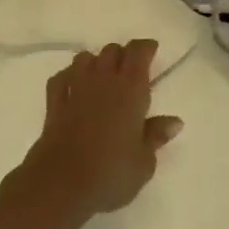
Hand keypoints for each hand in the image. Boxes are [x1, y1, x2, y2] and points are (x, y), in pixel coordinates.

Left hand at [16, 41, 183, 219]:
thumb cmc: (111, 172)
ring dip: (96, 62)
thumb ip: (156, 136)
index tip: (152, 50)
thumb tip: (174, 121)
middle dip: (123, 54)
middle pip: (112, 51)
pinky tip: (74, 86)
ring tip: (103, 76)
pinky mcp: (54, 101)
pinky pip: (62, 76)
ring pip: (85, 58)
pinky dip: (70, 75)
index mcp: (130, 90)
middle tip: (131, 69)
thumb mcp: (144, 162)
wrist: (61, 181)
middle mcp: (102, 80)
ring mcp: (75, 87)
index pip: (138, 53)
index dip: (145, 47)